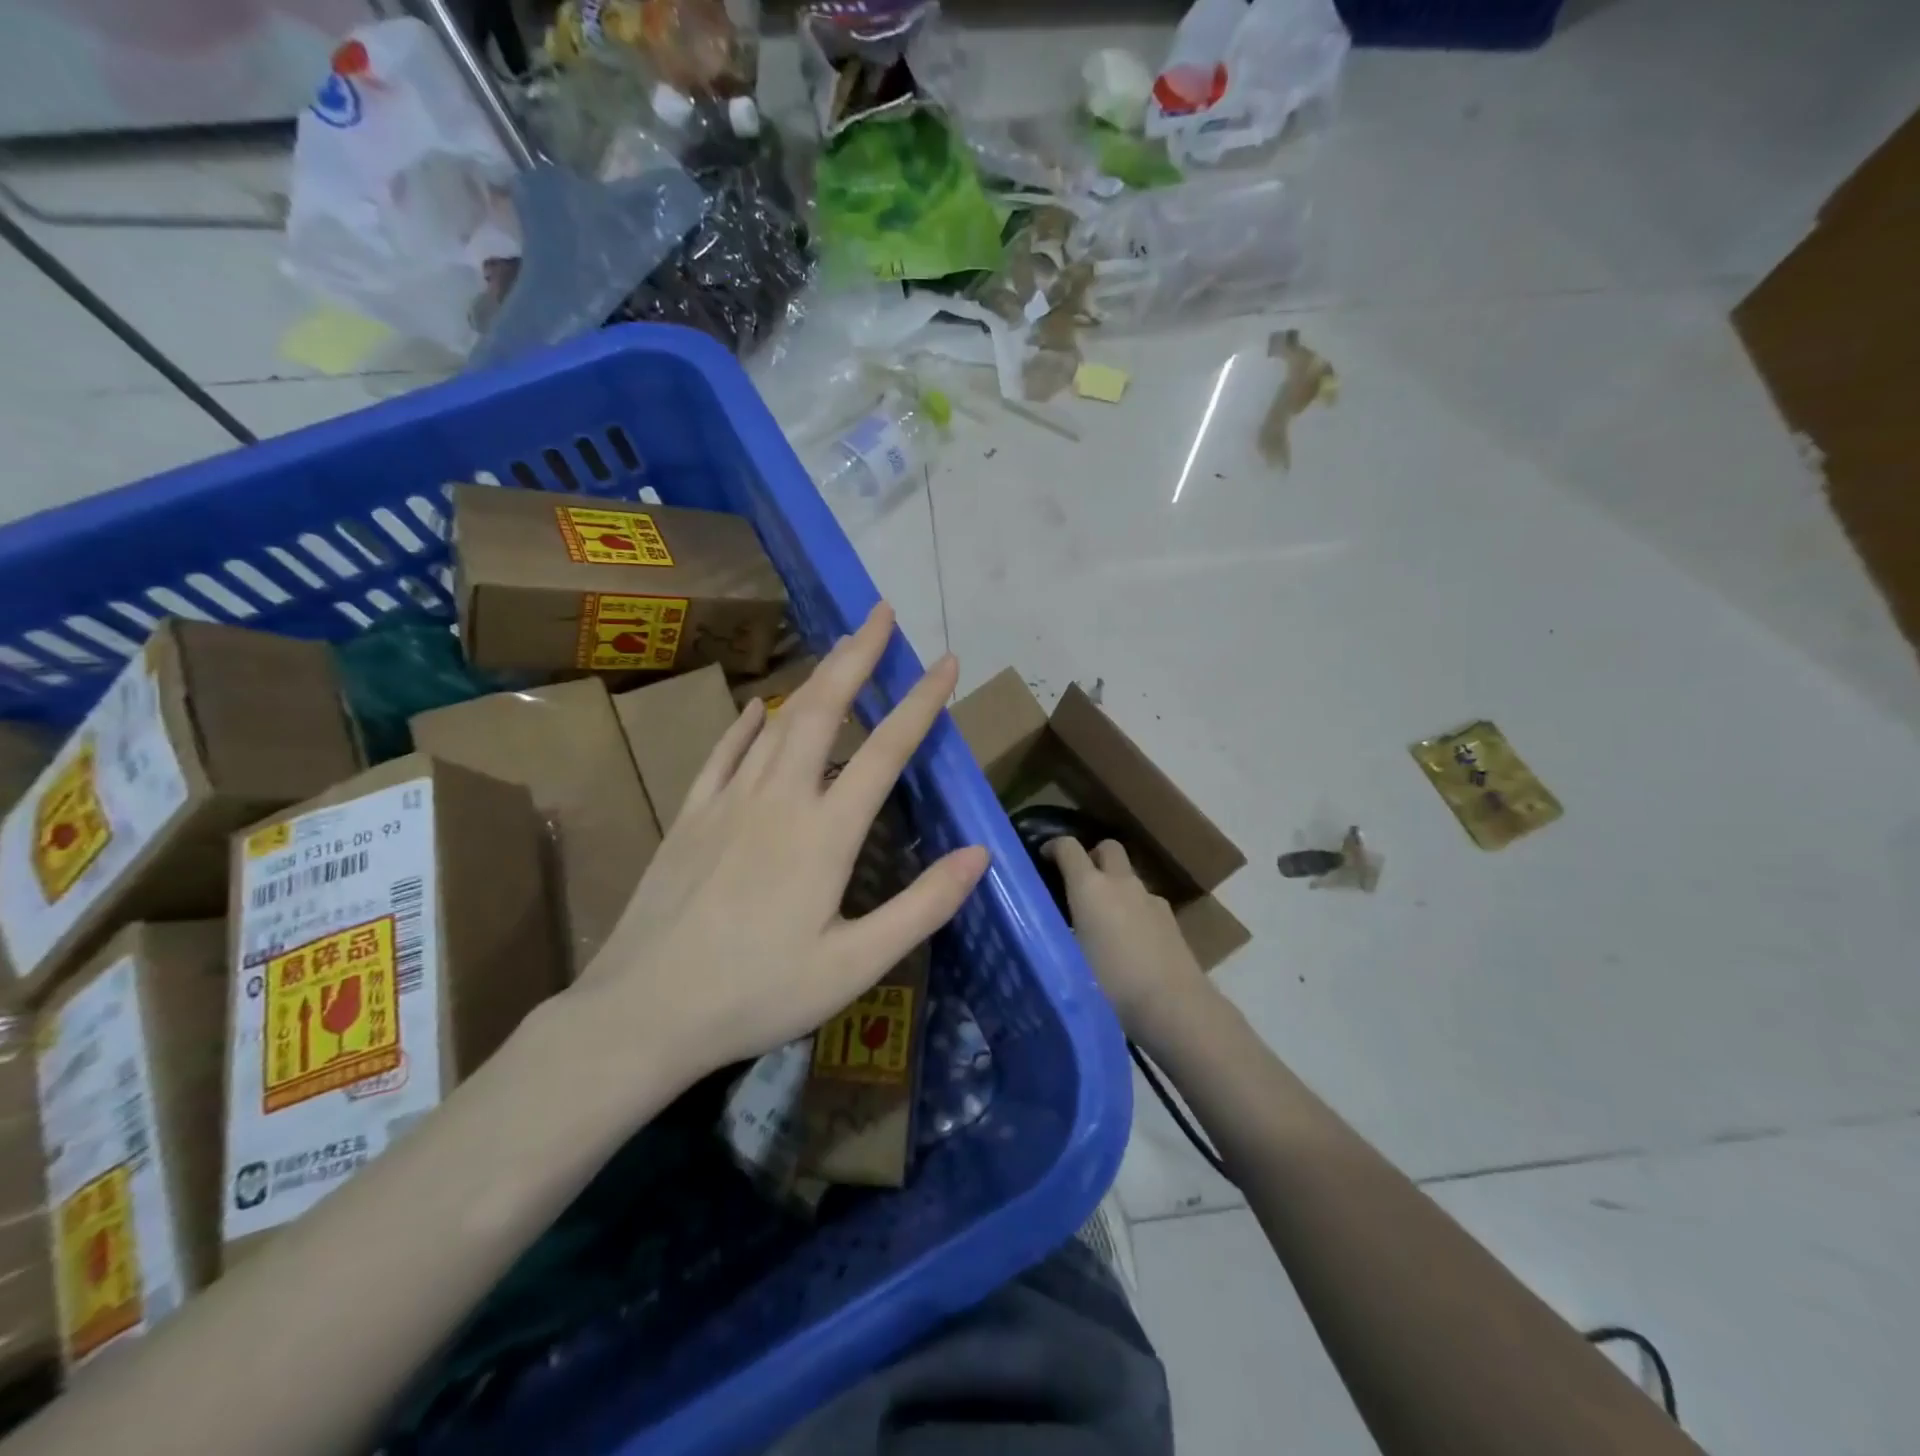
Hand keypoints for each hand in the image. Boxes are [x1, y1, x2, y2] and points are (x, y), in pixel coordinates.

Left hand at [573, 603, 988, 1087]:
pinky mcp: (690, 816)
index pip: (886, 750)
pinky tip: (760, 705)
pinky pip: (725, 753)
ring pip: (779, 722)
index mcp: (825, 833)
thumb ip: (922, 906)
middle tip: (881, 614)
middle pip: (825, 710)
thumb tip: (980, 853)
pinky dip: (747, 724)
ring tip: (839, 647)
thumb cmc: (756, 994)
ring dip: (815, 679)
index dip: (921, 702)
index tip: (946, 662)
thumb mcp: (854, 966)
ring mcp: (728, 802)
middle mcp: (779, 800)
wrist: (642, 1012)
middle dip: (859, 657)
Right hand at [1047, 838, 1210, 1043]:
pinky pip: (1145, 902)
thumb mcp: (1069, 958)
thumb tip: (1044, 929)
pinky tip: (1129, 941)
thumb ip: (1056, 934)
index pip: (1068, 847)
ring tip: (1102, 921)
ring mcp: (1150, 898)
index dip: (1053, 846)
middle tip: (1079, 884)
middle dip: (1092, 857)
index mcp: (1089, 887)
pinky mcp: (1171, 919)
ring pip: (1128, 876)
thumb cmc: (1110, 985)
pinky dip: (1133, 909)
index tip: (1044, 858)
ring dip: (1114, 886)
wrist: (1173, 1006)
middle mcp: (1121, 883)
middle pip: (1107, 848)